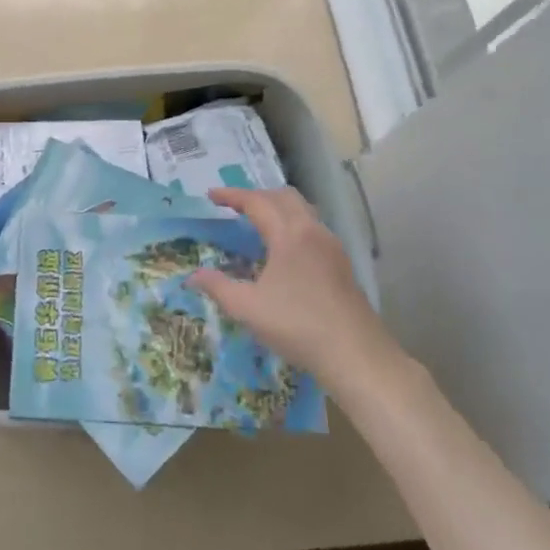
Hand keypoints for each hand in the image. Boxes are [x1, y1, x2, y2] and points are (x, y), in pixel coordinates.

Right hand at [191, 187, 407, 397]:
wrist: (356, 354)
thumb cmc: (297, 326)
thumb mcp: (248, 308)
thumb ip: (218, 287)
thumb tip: (193, 276)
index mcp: (289, 234)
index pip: (257, 202)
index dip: (232, 196)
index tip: (211, 195)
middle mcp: (312, 231)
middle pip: (284, 197)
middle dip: (257, 195)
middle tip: (235, 206)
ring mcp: (332, 246)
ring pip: (303, 211)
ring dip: (278, 208)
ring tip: (259, 223)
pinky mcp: (342, 264)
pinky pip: (313, 228)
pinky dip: (293, 224)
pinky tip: (284, 250)